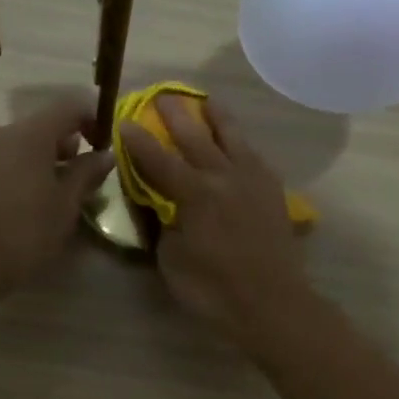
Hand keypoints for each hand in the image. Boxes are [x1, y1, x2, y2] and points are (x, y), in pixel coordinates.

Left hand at [0, 95, 115, 305]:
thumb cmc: (21, 234)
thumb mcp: (65, 207)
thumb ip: (87, 175)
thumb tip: (105, 154)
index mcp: (30, 134)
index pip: (69, 107)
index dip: (93, 119)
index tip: (105, 146)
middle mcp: (0, 134)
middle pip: (41, 127)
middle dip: (66, 147)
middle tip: (81, 180)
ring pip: (18, 147)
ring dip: (40, 164)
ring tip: (52, 198)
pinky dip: (18, 176)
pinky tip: (22, 209)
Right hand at [119, 97, 311, 343]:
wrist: (272, 303)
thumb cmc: (214, 289)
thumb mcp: (173, 261)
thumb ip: (166, 226)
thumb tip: (165, 208)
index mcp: (194, 194)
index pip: (159, 161)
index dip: (139, 142)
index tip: (125, 121)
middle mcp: (224, 177)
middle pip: (196, 138)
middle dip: (176, 116)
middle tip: (163, 95)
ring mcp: (252, 181)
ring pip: (233, 138)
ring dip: (217, 117)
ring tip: (207, 101)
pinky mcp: (273, 192)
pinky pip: (254, 157)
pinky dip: (241, 144)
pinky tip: (238, 143)